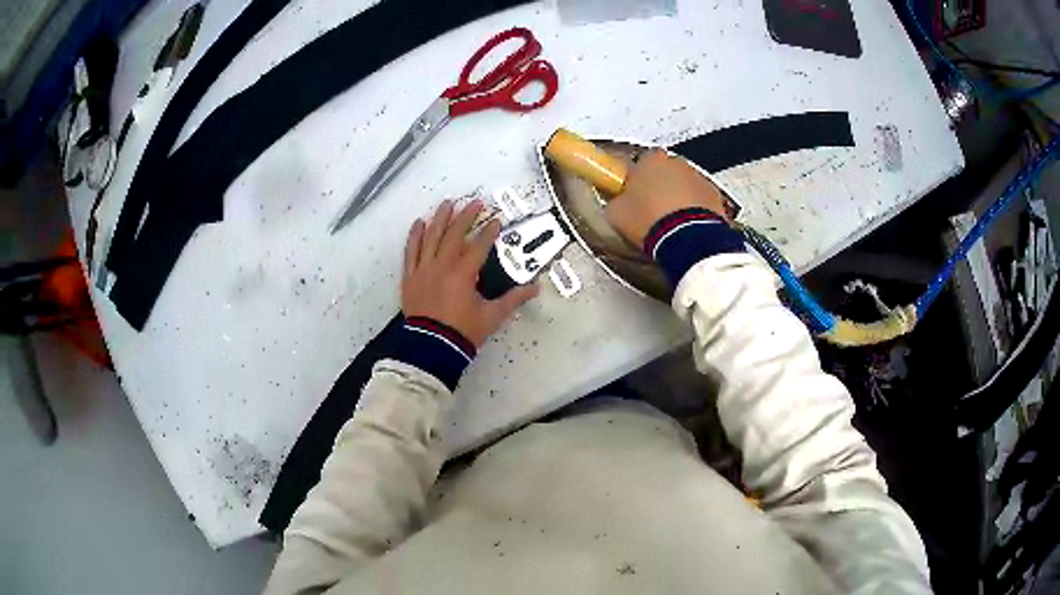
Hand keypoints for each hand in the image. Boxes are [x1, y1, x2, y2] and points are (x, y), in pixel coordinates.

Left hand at [402, 200, 538, 347]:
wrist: (431, 348)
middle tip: (474, 203)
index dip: (489, 232)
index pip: (479, 246)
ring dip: (440, 219)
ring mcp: (423, 270)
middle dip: (466, 216)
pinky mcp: (410, 278)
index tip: (496, 221)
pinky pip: (410, 252)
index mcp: (463, 274)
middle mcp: (442, 266)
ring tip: (447, 204)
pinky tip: (418, 223)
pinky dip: (414, 236)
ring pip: (431, 238)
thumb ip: (513, 299)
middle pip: (454, 234)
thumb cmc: (463, 332)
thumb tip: (535, 288)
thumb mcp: (492, 316)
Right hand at [606, 150, 730, 248]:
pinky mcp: (715, 196)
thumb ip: (616, 201)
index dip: (635, 179)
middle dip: (659, 186)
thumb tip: (616, 204)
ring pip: (684, 185)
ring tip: (669, 223)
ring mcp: (698, 178)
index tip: (631, 194)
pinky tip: (686, 227)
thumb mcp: (616, 214)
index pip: (639, 162)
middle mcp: (676, 163)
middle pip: (665, 171)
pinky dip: (695, 210)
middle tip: (650, 209)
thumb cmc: (650, 220)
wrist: (687, 238)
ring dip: (678, 198)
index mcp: (650, 160)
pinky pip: (701, 200)